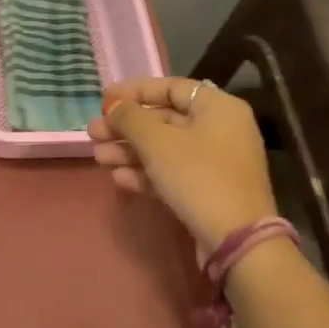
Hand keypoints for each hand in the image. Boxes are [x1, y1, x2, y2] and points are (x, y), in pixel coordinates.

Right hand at [87, 77, 277, 254]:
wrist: (235, 240)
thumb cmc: (197, 176)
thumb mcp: (157, 141)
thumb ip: (130, 117)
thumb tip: (114, 105)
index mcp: (218, 107)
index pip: (171, 87)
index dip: (134, 92)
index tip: (104, 101)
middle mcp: (220, 130)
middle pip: (164, 120)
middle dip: (125, 127)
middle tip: (93, 133)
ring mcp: (215, 163)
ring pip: (164, 149)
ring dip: (129, 151)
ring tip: (98, 157)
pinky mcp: (207, 192)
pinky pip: (171, 174)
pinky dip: (145, 173)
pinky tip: (118, 178)